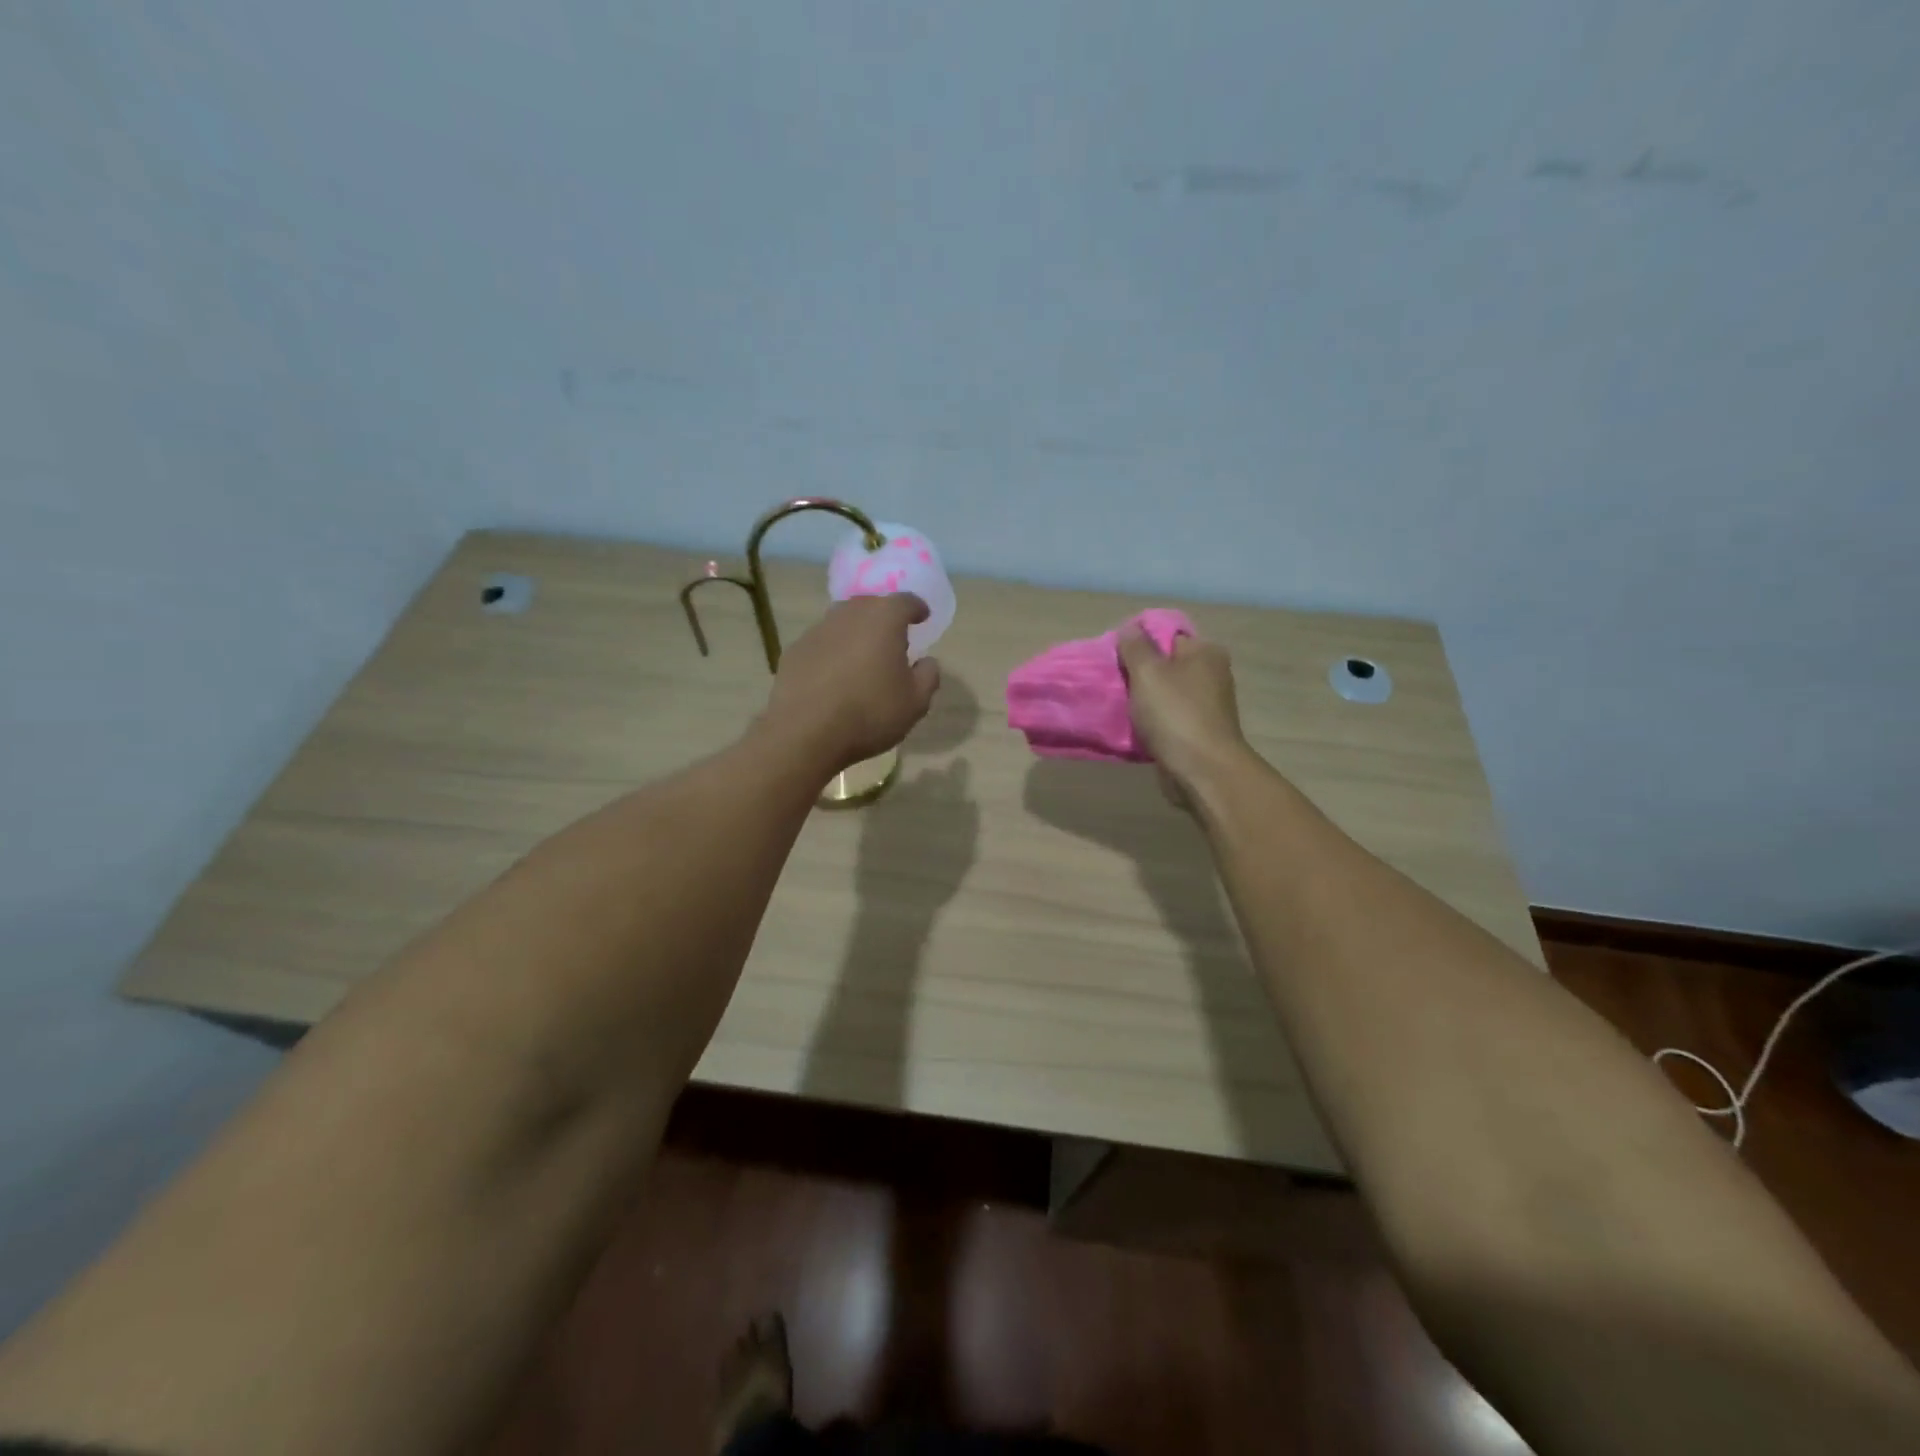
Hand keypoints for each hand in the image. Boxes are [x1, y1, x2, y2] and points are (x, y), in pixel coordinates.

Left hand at [764, 595, 940, 770]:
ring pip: (842, 622)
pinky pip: (821, 643)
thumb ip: (927, 676)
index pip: (905, 601)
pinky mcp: (794, 651)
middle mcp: (848, 615)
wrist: (805, 733)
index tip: (922, 617)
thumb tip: (927, 662)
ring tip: (863, 657)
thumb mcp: (915, 702)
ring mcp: (817, 631)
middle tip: (893, 638)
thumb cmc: (870, 713)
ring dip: (856, 633)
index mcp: (883, 619)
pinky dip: (832, 652)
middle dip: (883, 617)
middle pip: (870, 605)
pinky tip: (834, 676)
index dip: (916, 608)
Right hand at [1116, 624, 1248, 808]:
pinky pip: (1166, 719)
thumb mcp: (1148, 672)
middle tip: (1111, 681)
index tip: (1114, 656)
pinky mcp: (1197, 732)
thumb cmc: (1175, 714)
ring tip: (1116, 705)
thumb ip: (1135, 647)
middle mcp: (1210, 675)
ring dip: (1141, 701)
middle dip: (1137, 674)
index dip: (1138, 642)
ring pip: (1163, 694)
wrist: (1201, 771)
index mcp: (1205, 652)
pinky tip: (1131, 727)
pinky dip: (1150, 722)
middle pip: (1164, 665)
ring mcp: (1205, 706)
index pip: (1166, 635)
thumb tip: (1130, 628)